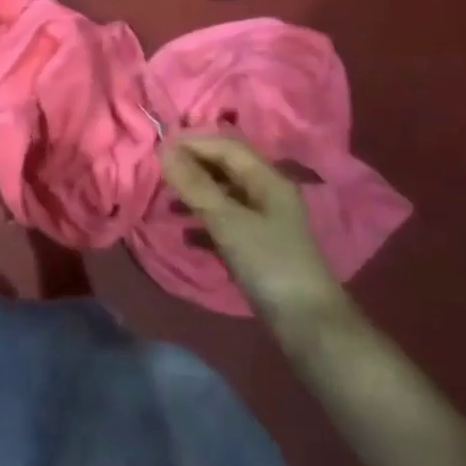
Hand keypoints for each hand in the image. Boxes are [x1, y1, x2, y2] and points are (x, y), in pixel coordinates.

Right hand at [160, 137, 349, 334]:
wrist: (306, 323)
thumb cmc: (268, 262)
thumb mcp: (227, 220)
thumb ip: (195, 185)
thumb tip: (164, 150)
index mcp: (267, 179)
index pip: (226, 146)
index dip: (193, 142)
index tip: (158, 147)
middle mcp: (267, 193)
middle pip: (225, 168)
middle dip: (192, 166)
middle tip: (158, 173)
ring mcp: (263, 221)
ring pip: (223, 195)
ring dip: (195, 194)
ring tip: (166, 202)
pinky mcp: (257, 246)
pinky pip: (224, 222)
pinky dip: (203, 222)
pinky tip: (184, 233)